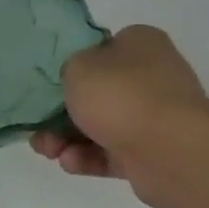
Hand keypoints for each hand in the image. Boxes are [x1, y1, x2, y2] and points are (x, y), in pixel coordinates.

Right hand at [30, 25, 208, 207]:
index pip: (102, 48)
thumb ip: (69, 67)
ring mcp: (153, 117)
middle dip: (60, 113)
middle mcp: (151, 77)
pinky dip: (86, 158)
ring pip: (98, 125)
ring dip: (66, 138)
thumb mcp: (78, 66)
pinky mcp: (150, 153)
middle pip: (95, 93)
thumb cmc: (121, 95)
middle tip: (37, 126)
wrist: (171, 150)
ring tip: (47, 150)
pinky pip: (109, 153)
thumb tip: (78, 79)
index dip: (74, 64)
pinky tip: (70, 162)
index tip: (52, 82)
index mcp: (141, 45)